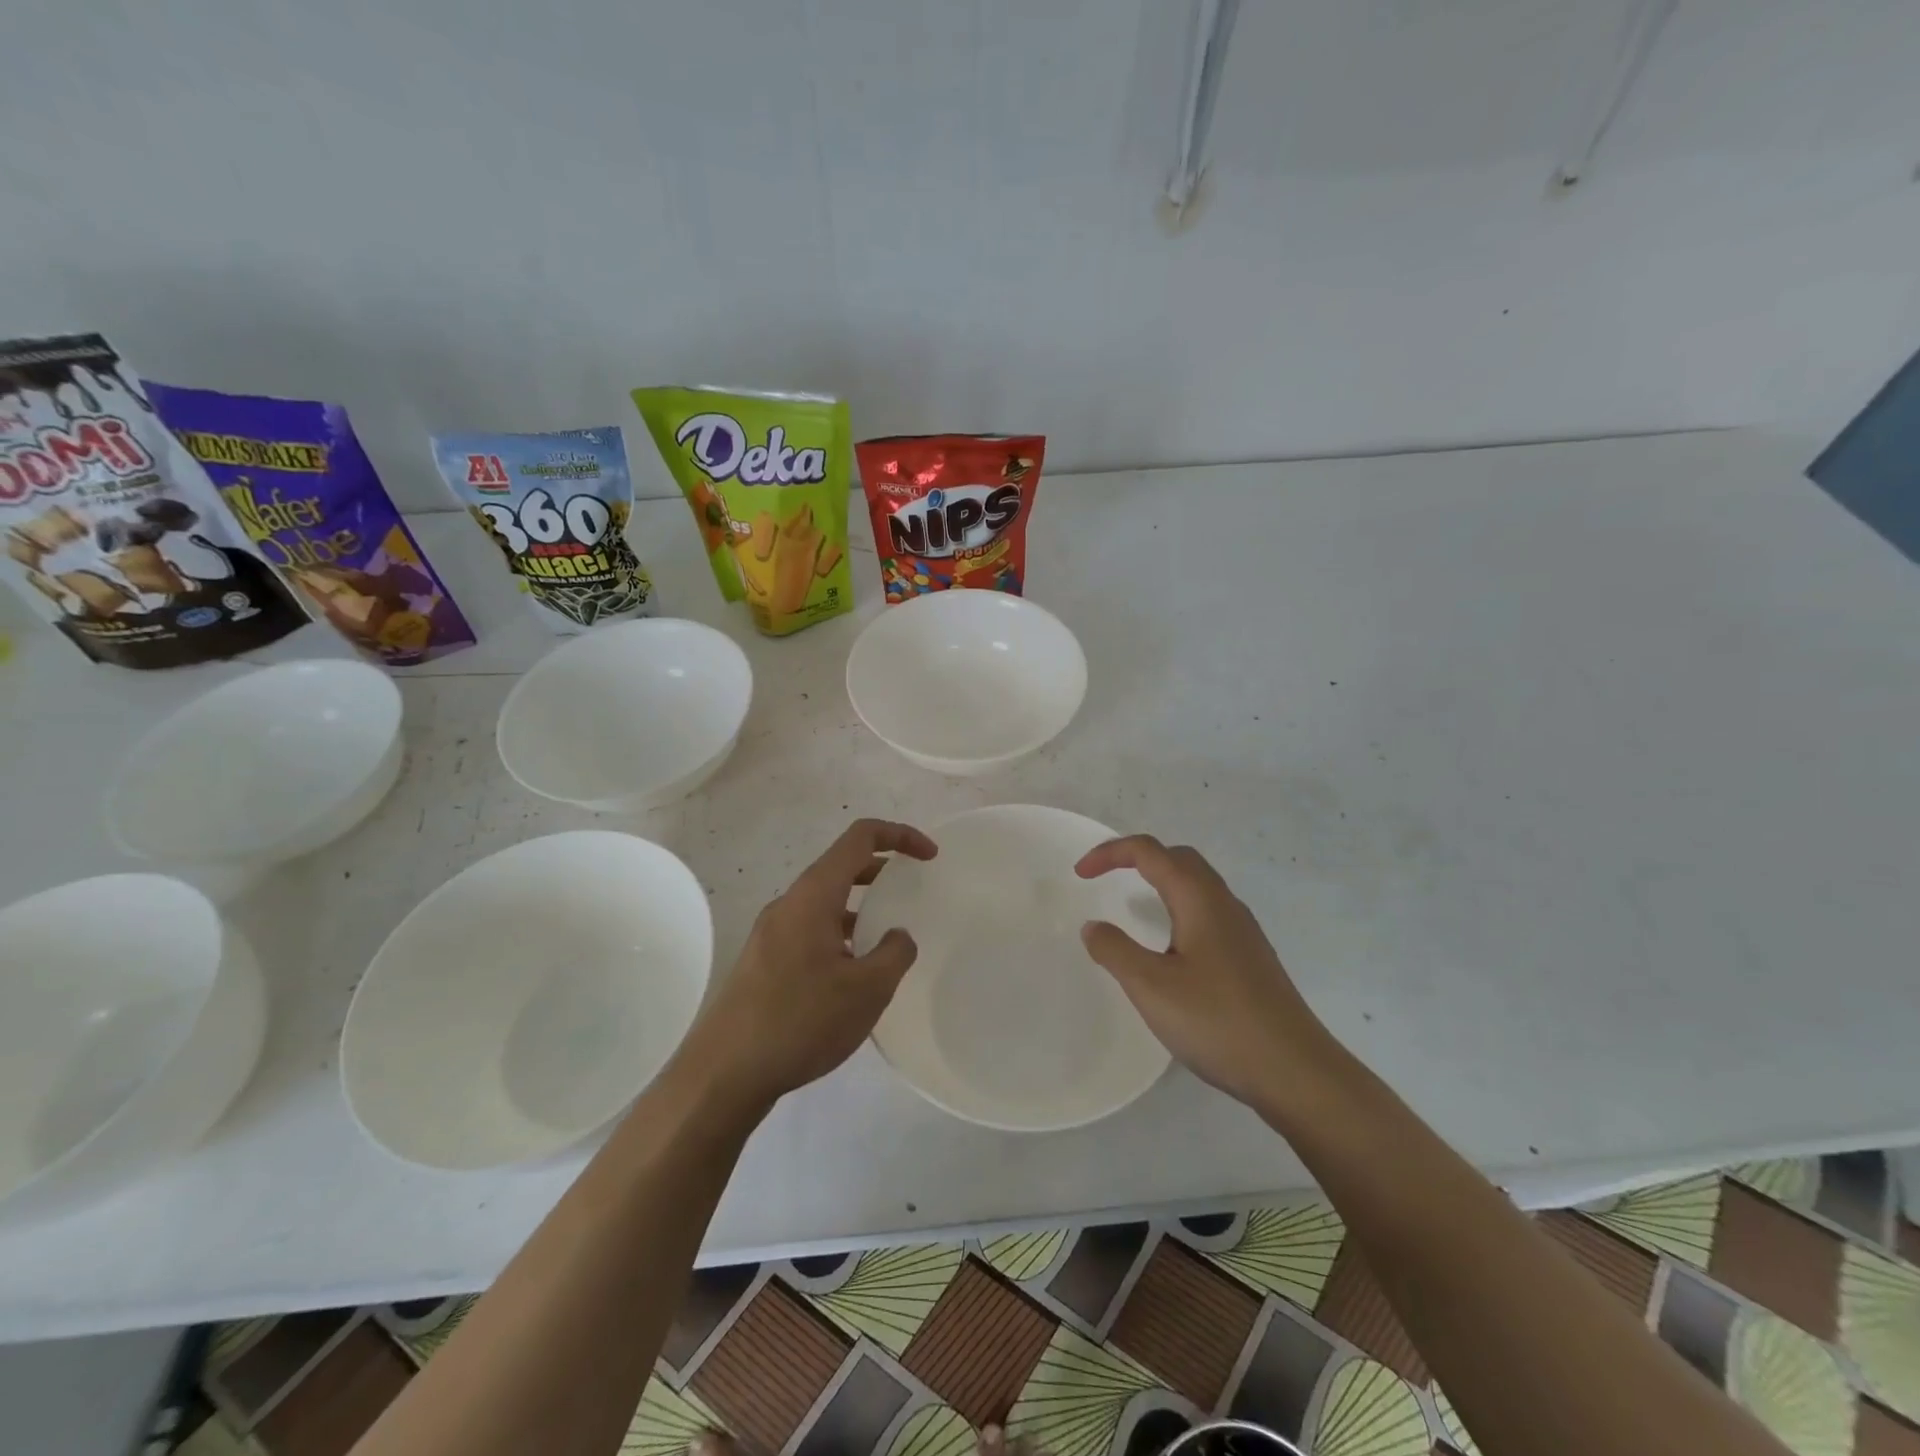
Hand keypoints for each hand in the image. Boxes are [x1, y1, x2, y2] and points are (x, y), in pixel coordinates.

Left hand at [689, 819, 937, 1112]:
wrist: (724, 1072)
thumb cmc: (801, 1020)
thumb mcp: (867, 989)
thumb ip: (895, 953)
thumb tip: (898, 936)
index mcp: (814, 895)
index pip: (860, 838)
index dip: (899, 835)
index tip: (930, 857)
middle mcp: (790, 903)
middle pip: (841, 866)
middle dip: (882, 871)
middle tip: (913, 892)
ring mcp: (771, 933)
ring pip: (825, 902)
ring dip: (860, 908)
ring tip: (888, 941)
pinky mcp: (764, 961)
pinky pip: (811, 930)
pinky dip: (840, 934)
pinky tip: (853, 976)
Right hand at [1076, 835, 1335, 1111]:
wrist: (1296, 1072)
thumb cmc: (1218, 1022)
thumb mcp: (1152, 987)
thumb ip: (1115, 951)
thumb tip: (1093, 926)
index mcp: (1199, 899)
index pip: (1150, 852)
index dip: (1111, 853)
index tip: (1080, 874)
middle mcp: (1224, 904)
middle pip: (1179, 858)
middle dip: (1138, 857)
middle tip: (1105, 877)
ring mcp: (1243, 931)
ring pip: (1197, 885)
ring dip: (1161, 880)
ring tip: (1133, 905)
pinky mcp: (1251, 957)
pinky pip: (1208, 911)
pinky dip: (1178, 907)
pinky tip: (1170, 947)